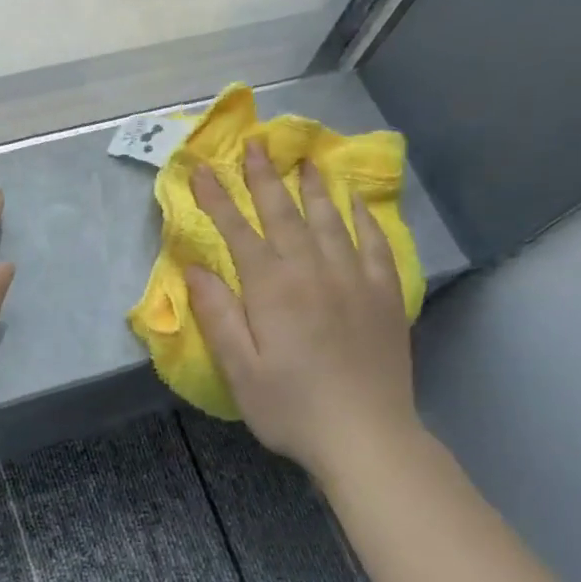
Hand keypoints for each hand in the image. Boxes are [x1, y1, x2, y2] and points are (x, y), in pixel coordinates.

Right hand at [184, 143, 418, 476]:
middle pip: (285, 214)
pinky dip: (362, 218)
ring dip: (314, 187)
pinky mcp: (385, 296)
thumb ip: (217, 314)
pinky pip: (375, 244)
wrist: (367, 437)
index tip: (203, 169)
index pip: (238, 231)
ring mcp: (355, 280)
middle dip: (265, 177)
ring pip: (331, 220)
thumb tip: (195, 268)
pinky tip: (356, 203)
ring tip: (305, 159)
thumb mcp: (238, 369)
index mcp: (273, 288)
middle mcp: (314, 272)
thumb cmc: (291, 407)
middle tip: (255, 144)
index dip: (219, 199)